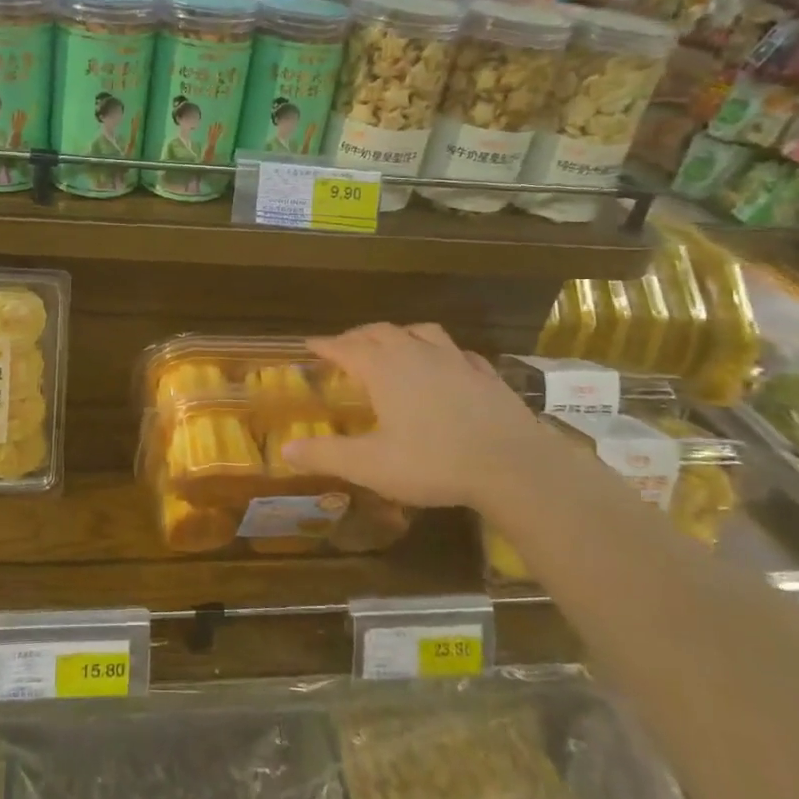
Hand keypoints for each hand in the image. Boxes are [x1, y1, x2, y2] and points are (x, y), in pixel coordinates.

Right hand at [280, 324, 567, 511]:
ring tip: (393, 344)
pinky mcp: (485, 374)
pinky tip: (446, 365)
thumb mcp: (371, 466)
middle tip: (345, 346)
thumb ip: (326, 455)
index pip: (345, 347)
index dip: (325, 345)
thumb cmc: (434, 463)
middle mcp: (416, 354)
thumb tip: (285, 449)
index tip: (309, 344)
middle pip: (380, 332)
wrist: (513, 466)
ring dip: (400, 334)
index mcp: (384, 369)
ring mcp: (455, 360)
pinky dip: (442, 353)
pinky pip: (457, 352)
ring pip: (421, 332)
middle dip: (357, 336)